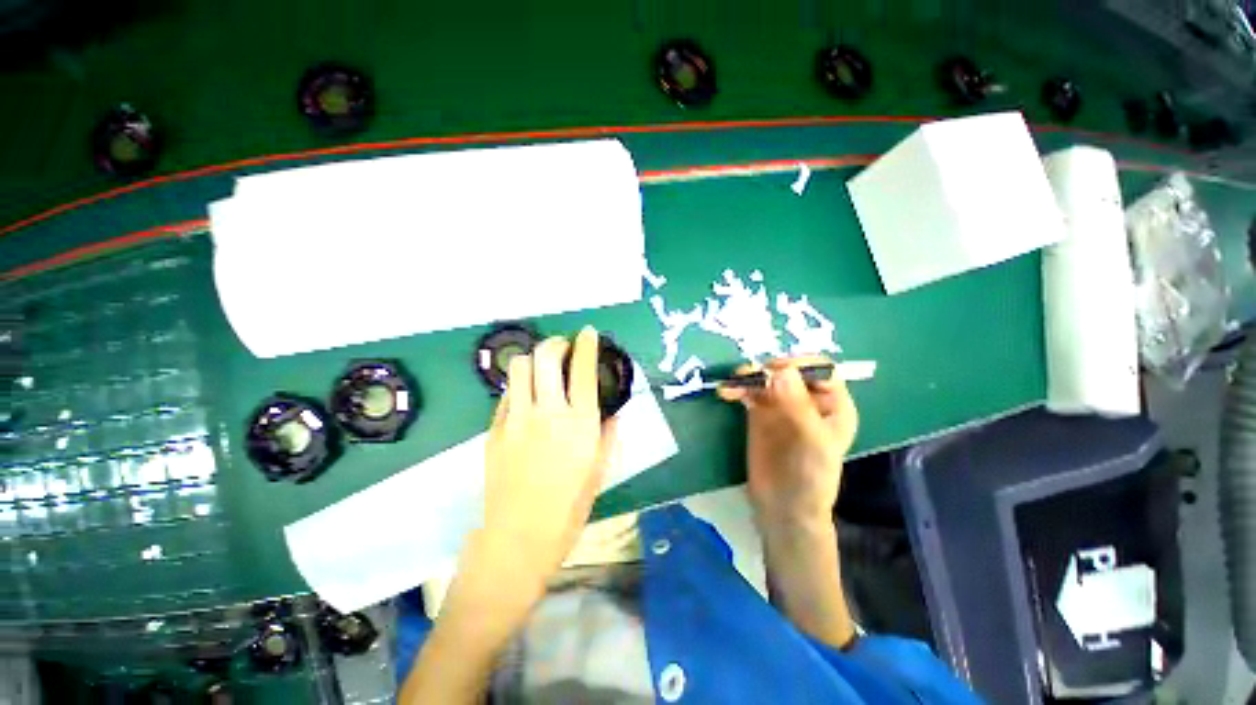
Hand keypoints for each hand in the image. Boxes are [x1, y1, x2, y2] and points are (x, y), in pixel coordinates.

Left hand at [474, 326, 618, 589]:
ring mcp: (516, 419)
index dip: (587, 344)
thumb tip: (612, 412)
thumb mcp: (598, 472)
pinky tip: (527, 399)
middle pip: (546, 356)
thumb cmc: (567, 510)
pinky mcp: (494, 430)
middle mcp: (547, 413)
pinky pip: (507, 394)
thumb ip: (607, 435)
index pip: (583, 369)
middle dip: (556, 343)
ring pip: (520, 367)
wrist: (517, 539)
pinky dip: (520, 386)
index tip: (588, 332)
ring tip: (543, 370)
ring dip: (535, 360)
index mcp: (579, 423)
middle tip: (564, 348)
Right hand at [718, 356, 857, 528]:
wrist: (783, 507)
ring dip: (749, 376)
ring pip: (766, 378)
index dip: (798, 364)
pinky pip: (749, 391)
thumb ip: (796, 404)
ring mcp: (782, 404)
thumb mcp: (810, 440)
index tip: (774, 370)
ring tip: (733, 382)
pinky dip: (738, 388)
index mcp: (832, 404)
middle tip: (750, 377)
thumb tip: (779, 369)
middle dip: (768, 368)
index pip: (819, 369)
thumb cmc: (809, 477)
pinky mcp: (760, 412)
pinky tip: (726, 392)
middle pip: (788, 369)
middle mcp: (807, 399)